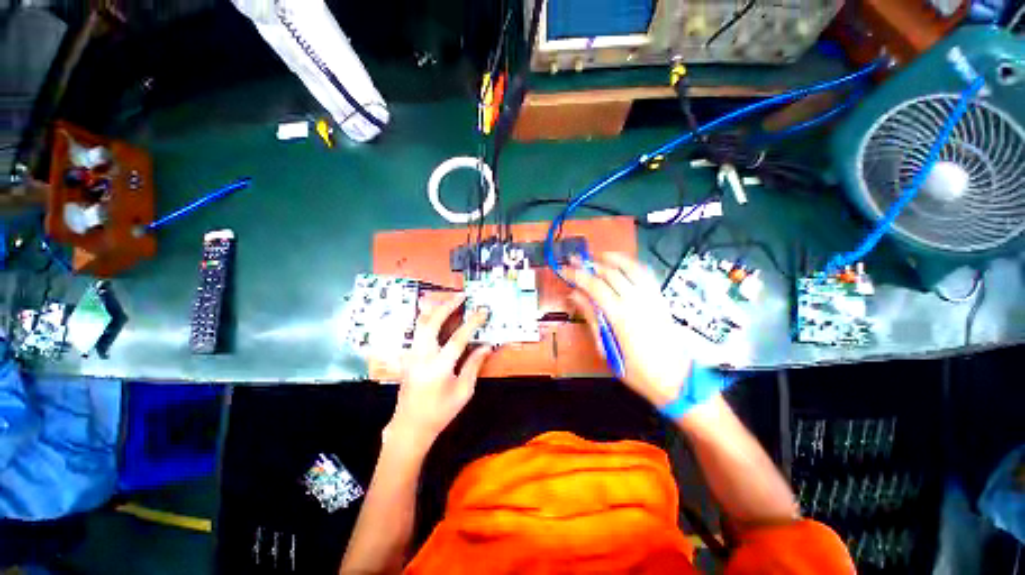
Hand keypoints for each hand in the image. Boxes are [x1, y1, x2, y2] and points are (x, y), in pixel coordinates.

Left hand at [388, 294, 492, 450]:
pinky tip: (437, 317)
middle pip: (432, 323)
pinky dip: (428, 320)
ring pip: (421, 324)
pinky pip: (417, 332)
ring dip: (436, 310)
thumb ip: (474, 365)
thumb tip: (487, 346)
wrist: (410, 426)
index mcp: (438, 368)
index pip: (458, 338)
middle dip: (447, 306)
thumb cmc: (440, 412)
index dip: (472, 323)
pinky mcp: (408, 357)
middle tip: (461, 296)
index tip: (482, 311)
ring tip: (449, 301)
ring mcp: (411, 355)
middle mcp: (422, 357)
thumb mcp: (463, 391)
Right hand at [567, 252, 693, 406]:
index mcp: (620, 315)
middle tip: (575, 259)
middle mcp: (636, 300)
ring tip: (598, 256)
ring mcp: (651, 297)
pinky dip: (632, 264)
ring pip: (630, 268)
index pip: (594, 285)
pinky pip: (646, 274)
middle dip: (590, 264)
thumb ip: (591, 317)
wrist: (676, 379)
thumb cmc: (636, 370)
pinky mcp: (660, 298)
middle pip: (610, 273)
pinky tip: (623, 264)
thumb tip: (575, 296)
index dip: (577, 275)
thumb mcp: (607, 348)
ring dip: (612, 258)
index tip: (564, 269)